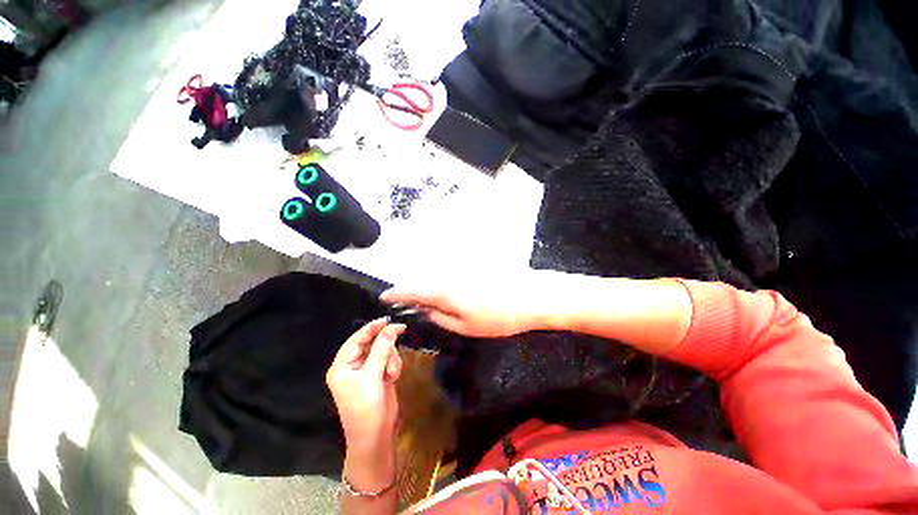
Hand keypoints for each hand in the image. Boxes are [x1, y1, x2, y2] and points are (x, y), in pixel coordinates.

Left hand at [326, 319, 404, 455]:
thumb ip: (381, 350)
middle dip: (385, 343)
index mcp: (342, 366)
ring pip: (383, 349)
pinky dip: (394, 365)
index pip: (356, 339)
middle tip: (401, 331)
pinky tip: (393, 377)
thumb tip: (391, 328)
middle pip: (371, 342)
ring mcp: (367, 370)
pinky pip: (389, 359)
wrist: (376, 436)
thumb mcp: (371, 377)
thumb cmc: (366, 408)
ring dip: (391, 357)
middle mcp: (353, 365)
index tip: (387, 320)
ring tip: (392, 373)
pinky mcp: (379, 374)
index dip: (371, 328)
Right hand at [380, 272, 544, 337]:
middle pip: (423, 283)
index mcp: (445, 292)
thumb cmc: (496, 317)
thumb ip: (440, 317)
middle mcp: (449, 276)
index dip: (396, 294)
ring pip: (435, 279)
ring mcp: (461, 271)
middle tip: (408, 305)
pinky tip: (447, 294)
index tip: (385, 297)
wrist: (526, 297)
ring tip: (429, 303)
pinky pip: (448, 276)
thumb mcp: (465, 326)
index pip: (413, 291)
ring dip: (428, 290)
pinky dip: (441, 285)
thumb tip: (423, 310)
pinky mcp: (470, 269)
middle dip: (412, 293)